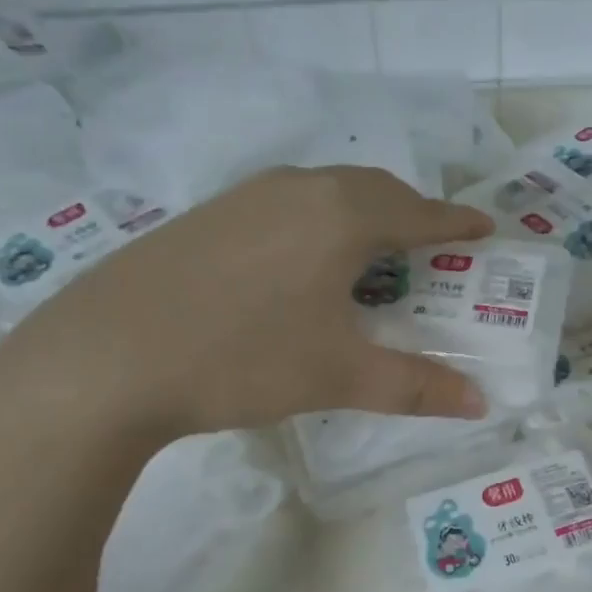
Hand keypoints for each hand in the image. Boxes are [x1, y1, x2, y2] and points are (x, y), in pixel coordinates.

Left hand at [0, 166, 495, 444]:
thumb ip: (416, 386)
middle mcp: (298, 189)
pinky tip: (299, 261)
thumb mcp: (338, 376)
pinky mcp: (206, 214)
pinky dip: (315, 221)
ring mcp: (245, 195)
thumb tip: (480, 403)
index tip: (484, 227)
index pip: (418, 212)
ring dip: (360, 212)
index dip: (456, 222)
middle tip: (432, 246)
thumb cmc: (243, 358)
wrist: (106, 358)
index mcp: (342, 216)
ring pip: (324, 191)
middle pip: (373, 189)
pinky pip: (284, 203)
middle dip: (411, 212)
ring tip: (371, 253)